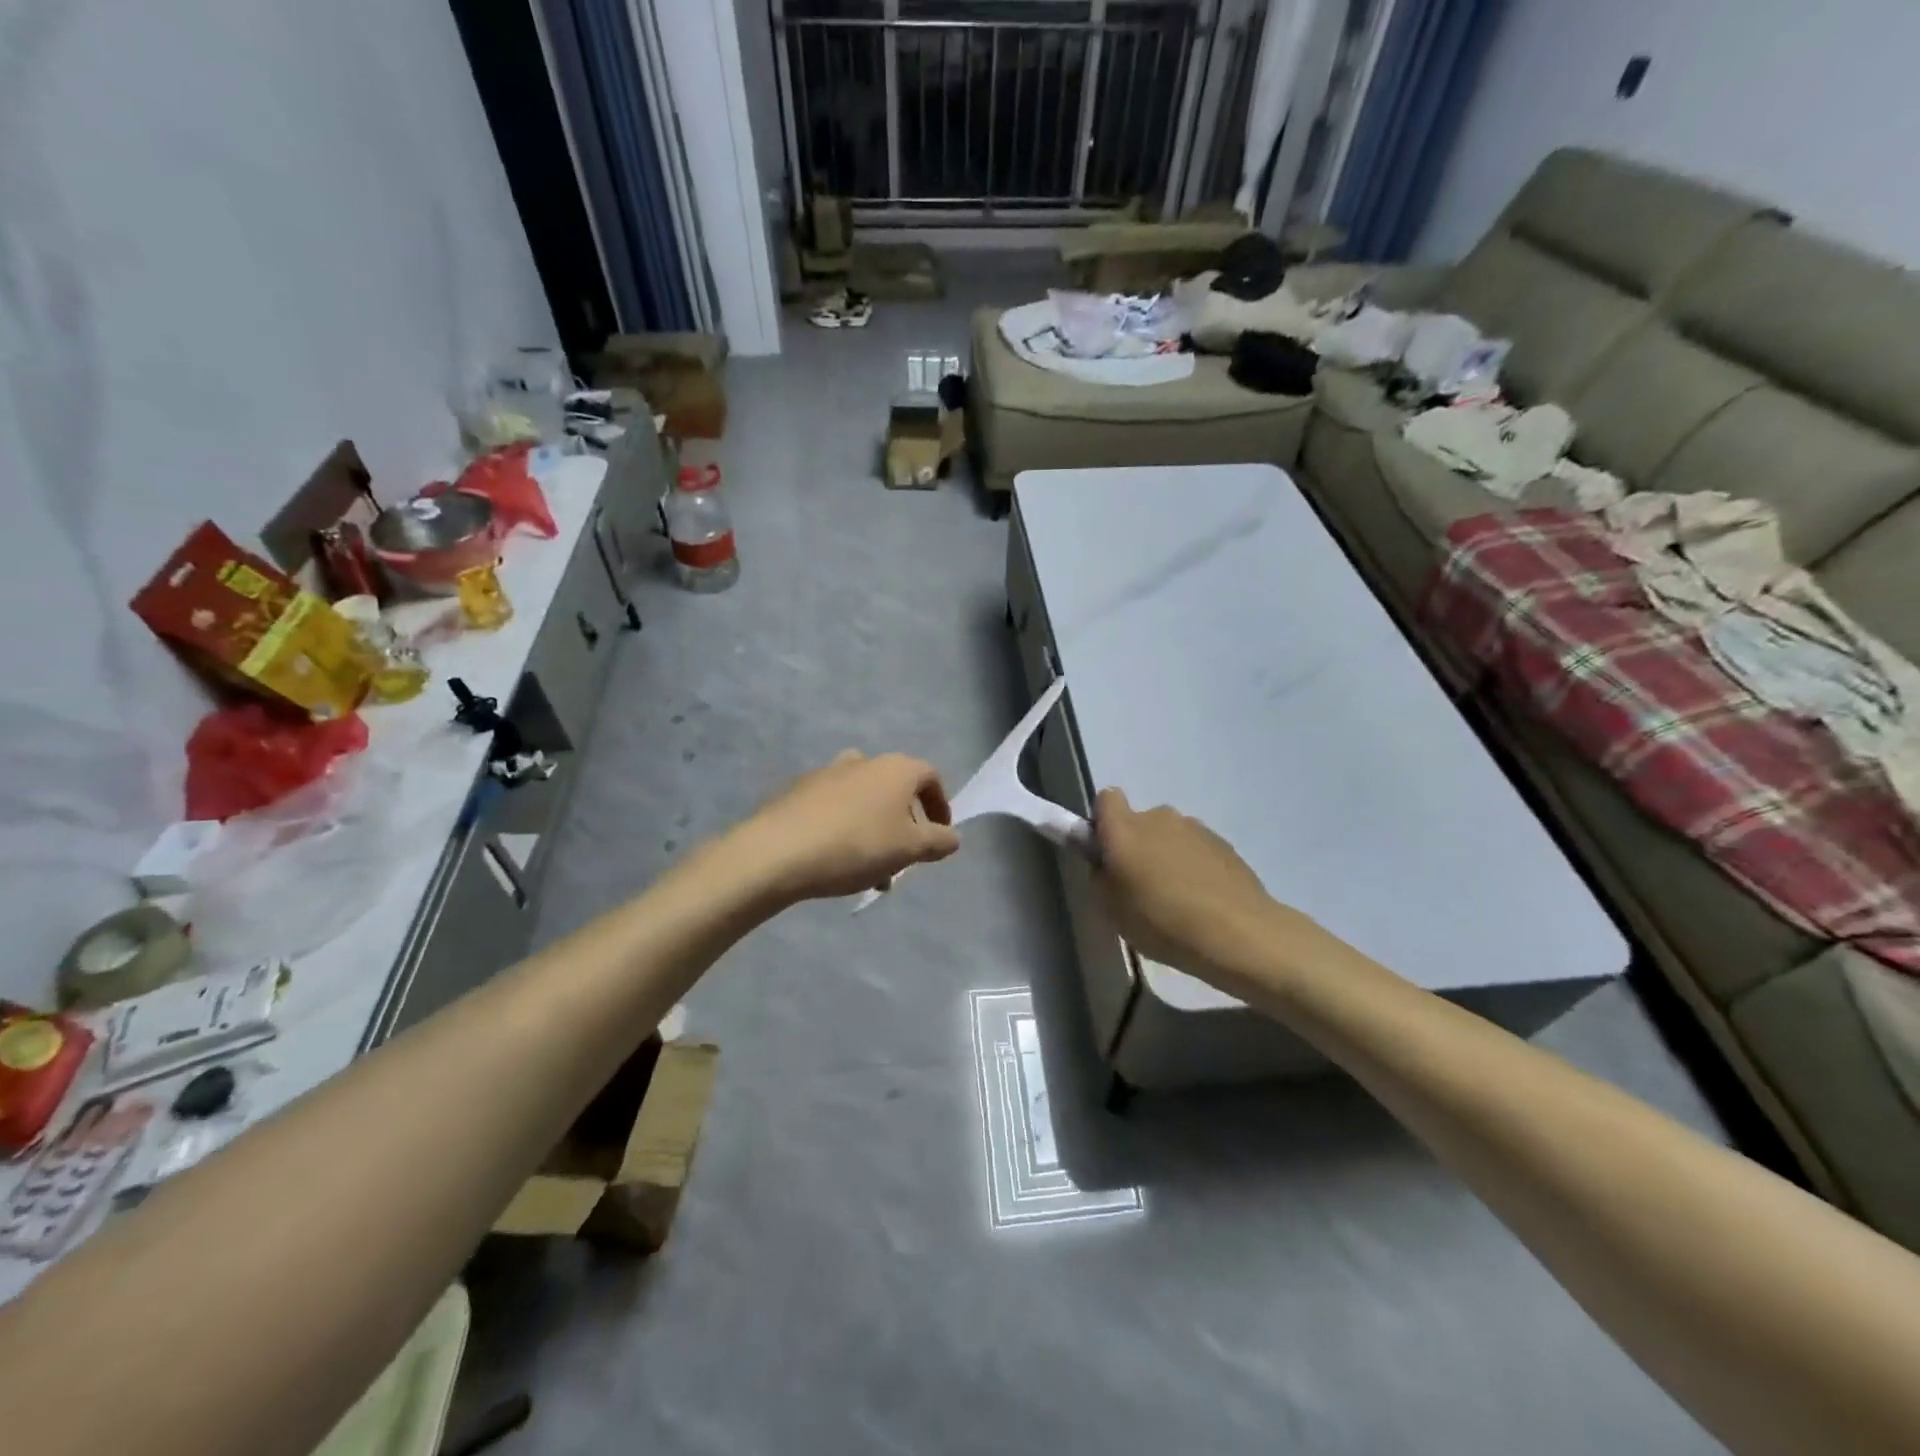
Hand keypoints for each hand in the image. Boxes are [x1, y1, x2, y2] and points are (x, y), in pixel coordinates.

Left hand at [727, 751, 960, 903]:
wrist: (778, 851)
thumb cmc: (856, 845)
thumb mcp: (909, 849)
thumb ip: (938, 842)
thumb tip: (952, 837)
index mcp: (895, 768)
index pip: (930, 777)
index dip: (940, 805)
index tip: (940, 835)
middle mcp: (863, 761)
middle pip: (895, 790)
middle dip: (904, 825)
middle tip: (903, 859)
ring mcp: (827, 773)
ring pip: (864, 802)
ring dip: (875, 831)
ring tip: (870, 872)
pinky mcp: (798, 792)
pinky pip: (834, 809)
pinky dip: (845, 830)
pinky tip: (837, 862)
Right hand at [1093, 788, 1320, 980]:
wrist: (1237, 933)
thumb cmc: (1162, 922)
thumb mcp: (1111, 910)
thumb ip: (1101, 877)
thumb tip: (1106, 863)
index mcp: (1124, 829)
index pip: (1106, 799)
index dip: (1103, 821)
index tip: (1106, 852)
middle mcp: (1159, 817)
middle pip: (1139, 822)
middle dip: (1137, 846)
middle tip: (1141, 887)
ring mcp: (1195, 828)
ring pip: (1170, 836)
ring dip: (1167, 857)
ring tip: (1176, 900)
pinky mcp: (1224, 844)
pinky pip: (1196, 850)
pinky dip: (1194, 867)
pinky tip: (1203, 902)